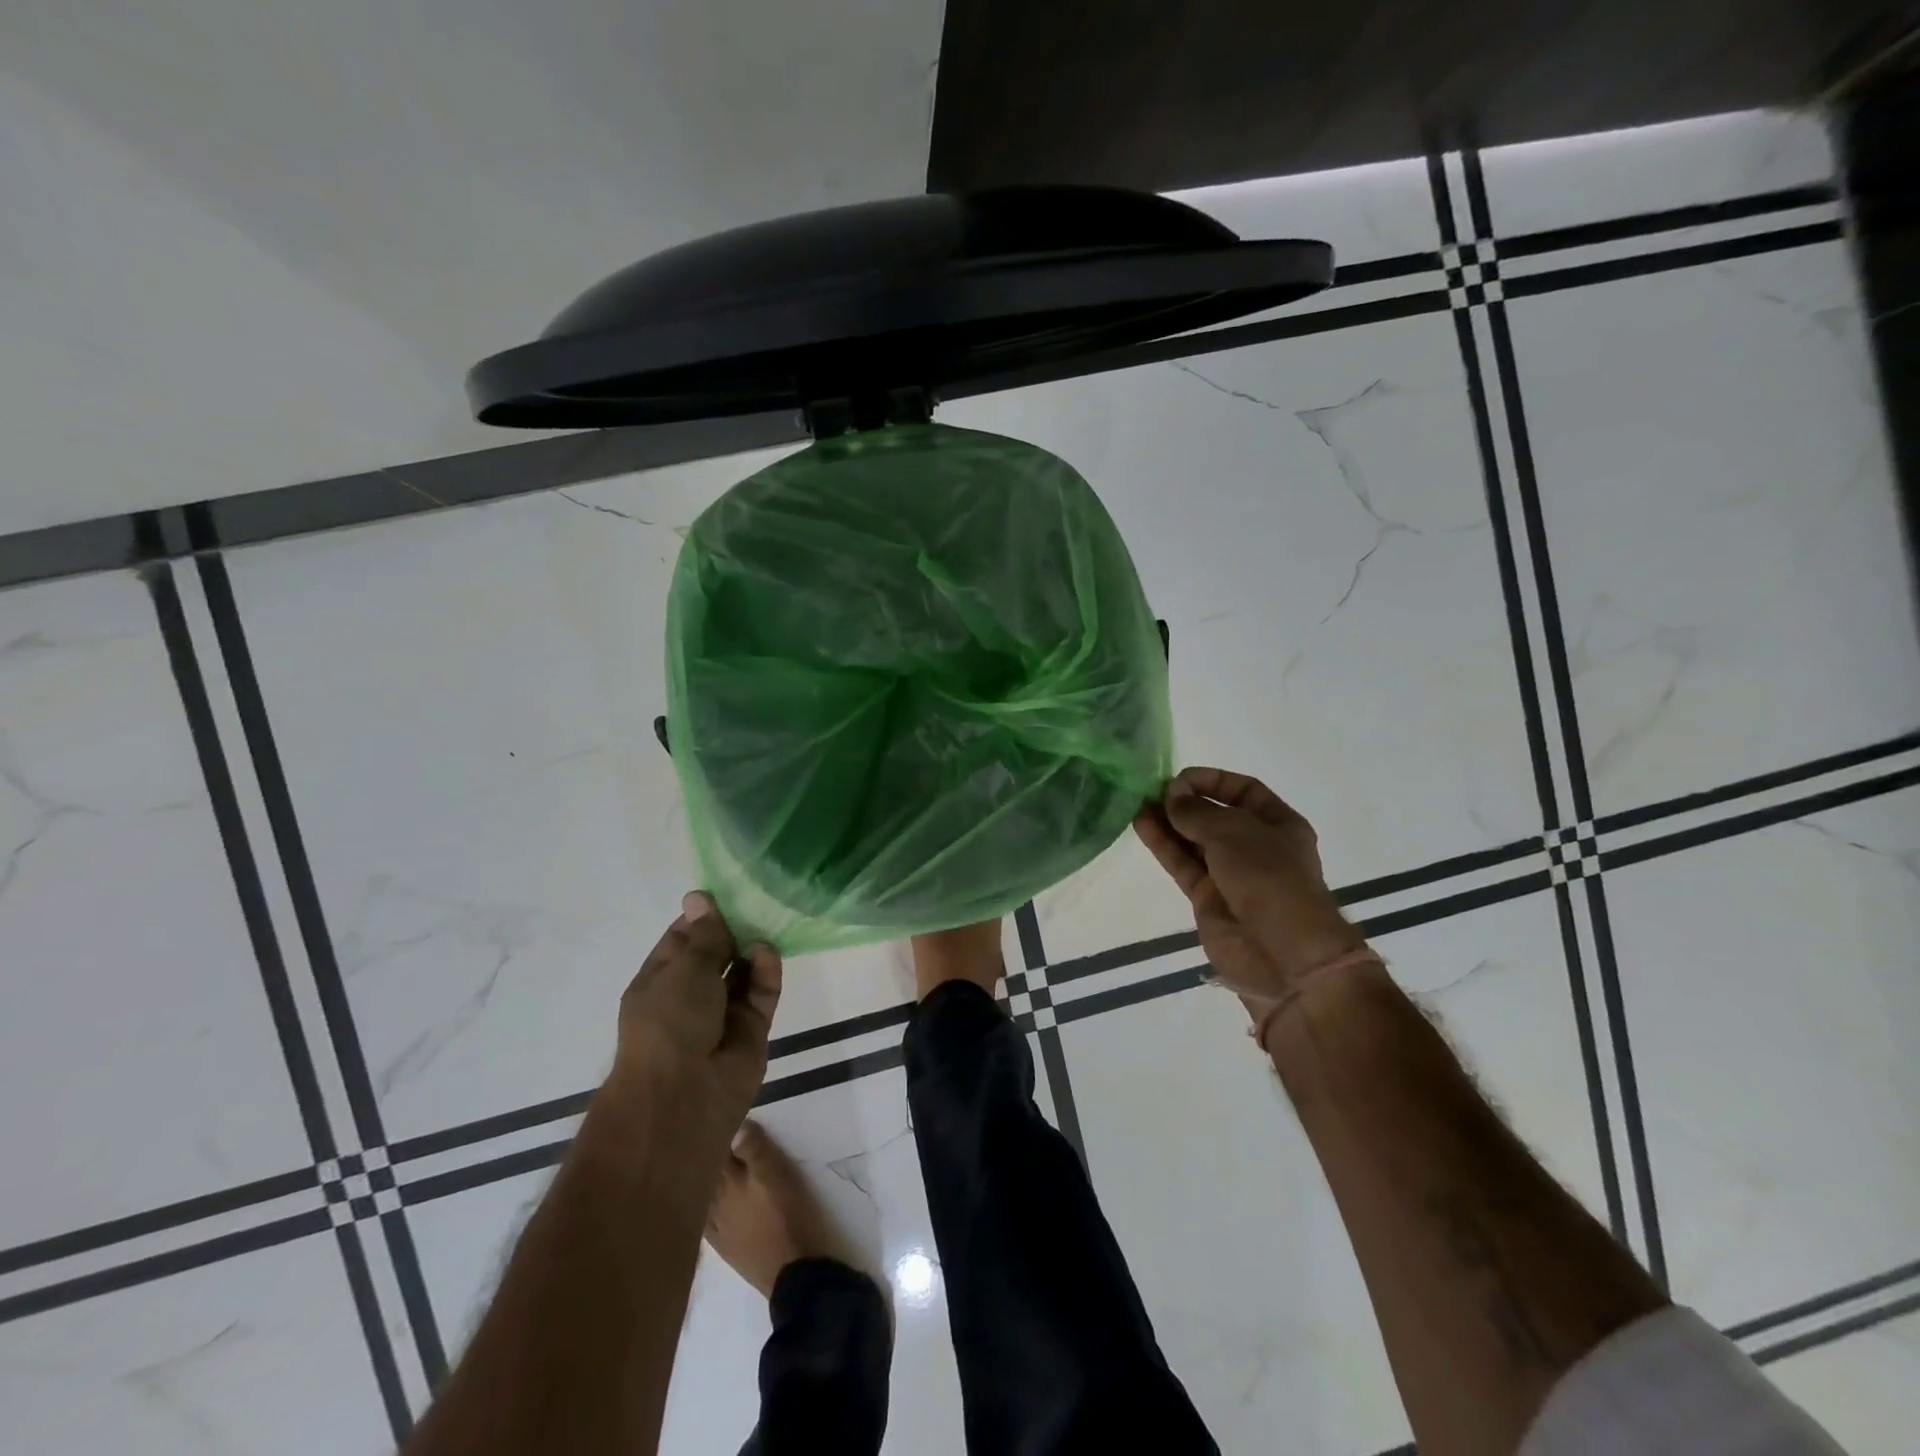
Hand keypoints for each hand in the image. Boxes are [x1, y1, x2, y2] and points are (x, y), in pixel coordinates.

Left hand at [604, 892, 782, 1158]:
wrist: (684, 1097)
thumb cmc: (670, 1023)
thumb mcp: (684, 969)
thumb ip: (705, 935)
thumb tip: (699, 897)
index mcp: (660, 981)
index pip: (682, 940)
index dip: (702, 916)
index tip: (726, 891)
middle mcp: (690, 996)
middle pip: (716, 954)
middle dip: (733, 930)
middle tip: (757, 898)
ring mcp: (722, 1014)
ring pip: (742, 972)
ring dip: (751, 949)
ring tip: (767, 921)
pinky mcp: (752, 1029)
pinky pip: (761, 993)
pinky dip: (765, 972)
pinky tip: (767, 952)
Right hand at [1134, 767, 1363, 1007]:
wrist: (1284, 956)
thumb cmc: (1270, 879)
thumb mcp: (1234, 833)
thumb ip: (1197, 811)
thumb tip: (1171, 794)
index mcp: (1279, 825)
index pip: (1243, 790)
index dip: (1212, 780)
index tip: (1179, 778)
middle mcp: (1256, 846)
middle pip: (1215, 815)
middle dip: (1185, 802)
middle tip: (1152, 791)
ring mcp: (1231, 874)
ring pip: (1194, 840)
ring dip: (1168, 822)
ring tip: (1137, 803)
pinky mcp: (1208, 898)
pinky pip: (1183, 864)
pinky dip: (1163, 845)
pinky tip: (1141, 825)